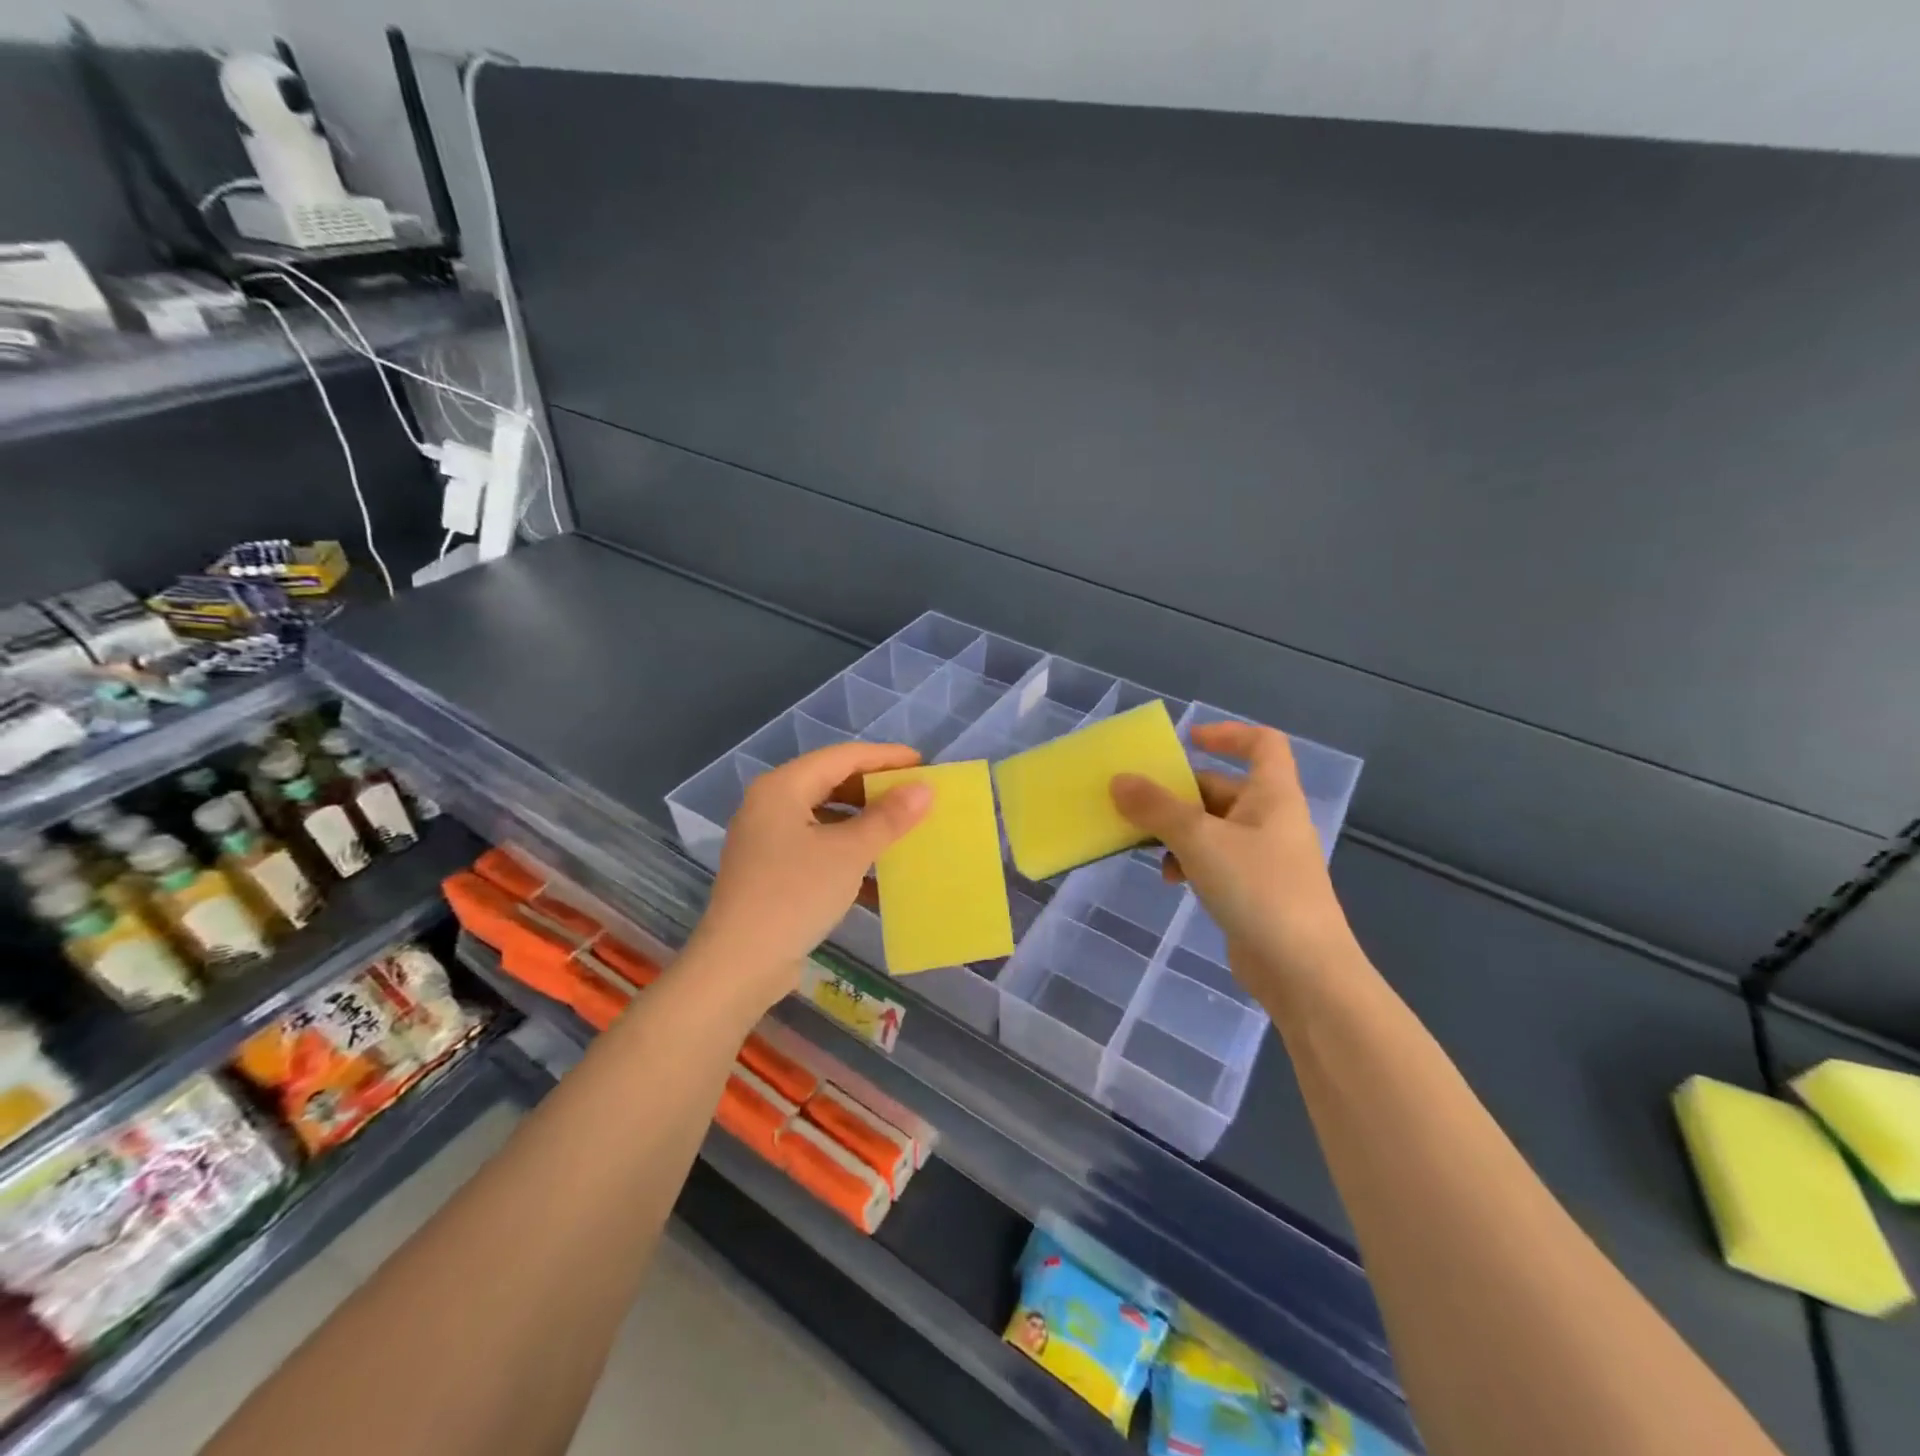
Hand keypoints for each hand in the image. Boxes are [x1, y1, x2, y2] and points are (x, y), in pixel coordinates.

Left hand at [689, 742, 932, 1008]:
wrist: (740, 965)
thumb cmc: (795, 895)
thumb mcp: (849, 853)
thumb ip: (888, 818)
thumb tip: (924, 789)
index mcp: (782, 787)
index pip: (842, 757)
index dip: (884, 757)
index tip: (922, 763)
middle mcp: (769, 805)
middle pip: (831, 783)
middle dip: (874, 790)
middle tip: (914, 797)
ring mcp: (767, 840)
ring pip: (825, 818)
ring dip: (863, 824)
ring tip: (902, 831)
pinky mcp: (771, 872)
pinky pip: (816, 848)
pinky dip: (846, 853)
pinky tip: (878, 874)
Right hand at [1111, 722, 1358, 1004]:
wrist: (1303, 971)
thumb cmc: (1258, 889)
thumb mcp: (1199, 840)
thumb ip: (1157, 808)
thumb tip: (1119, 780)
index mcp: (1272, 795)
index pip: (1262, 743)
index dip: (1228, 733)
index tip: (1187, 740)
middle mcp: (1271, 820)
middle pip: (1223, 788)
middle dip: (1180, 793)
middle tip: (1138, 802)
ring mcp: (1264, 858)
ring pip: (1213, 828)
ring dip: (1178, 831)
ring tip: (1147, 846)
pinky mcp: (1253, 892)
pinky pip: (1214, 861)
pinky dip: (1189, 862)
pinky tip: (1169, 880)